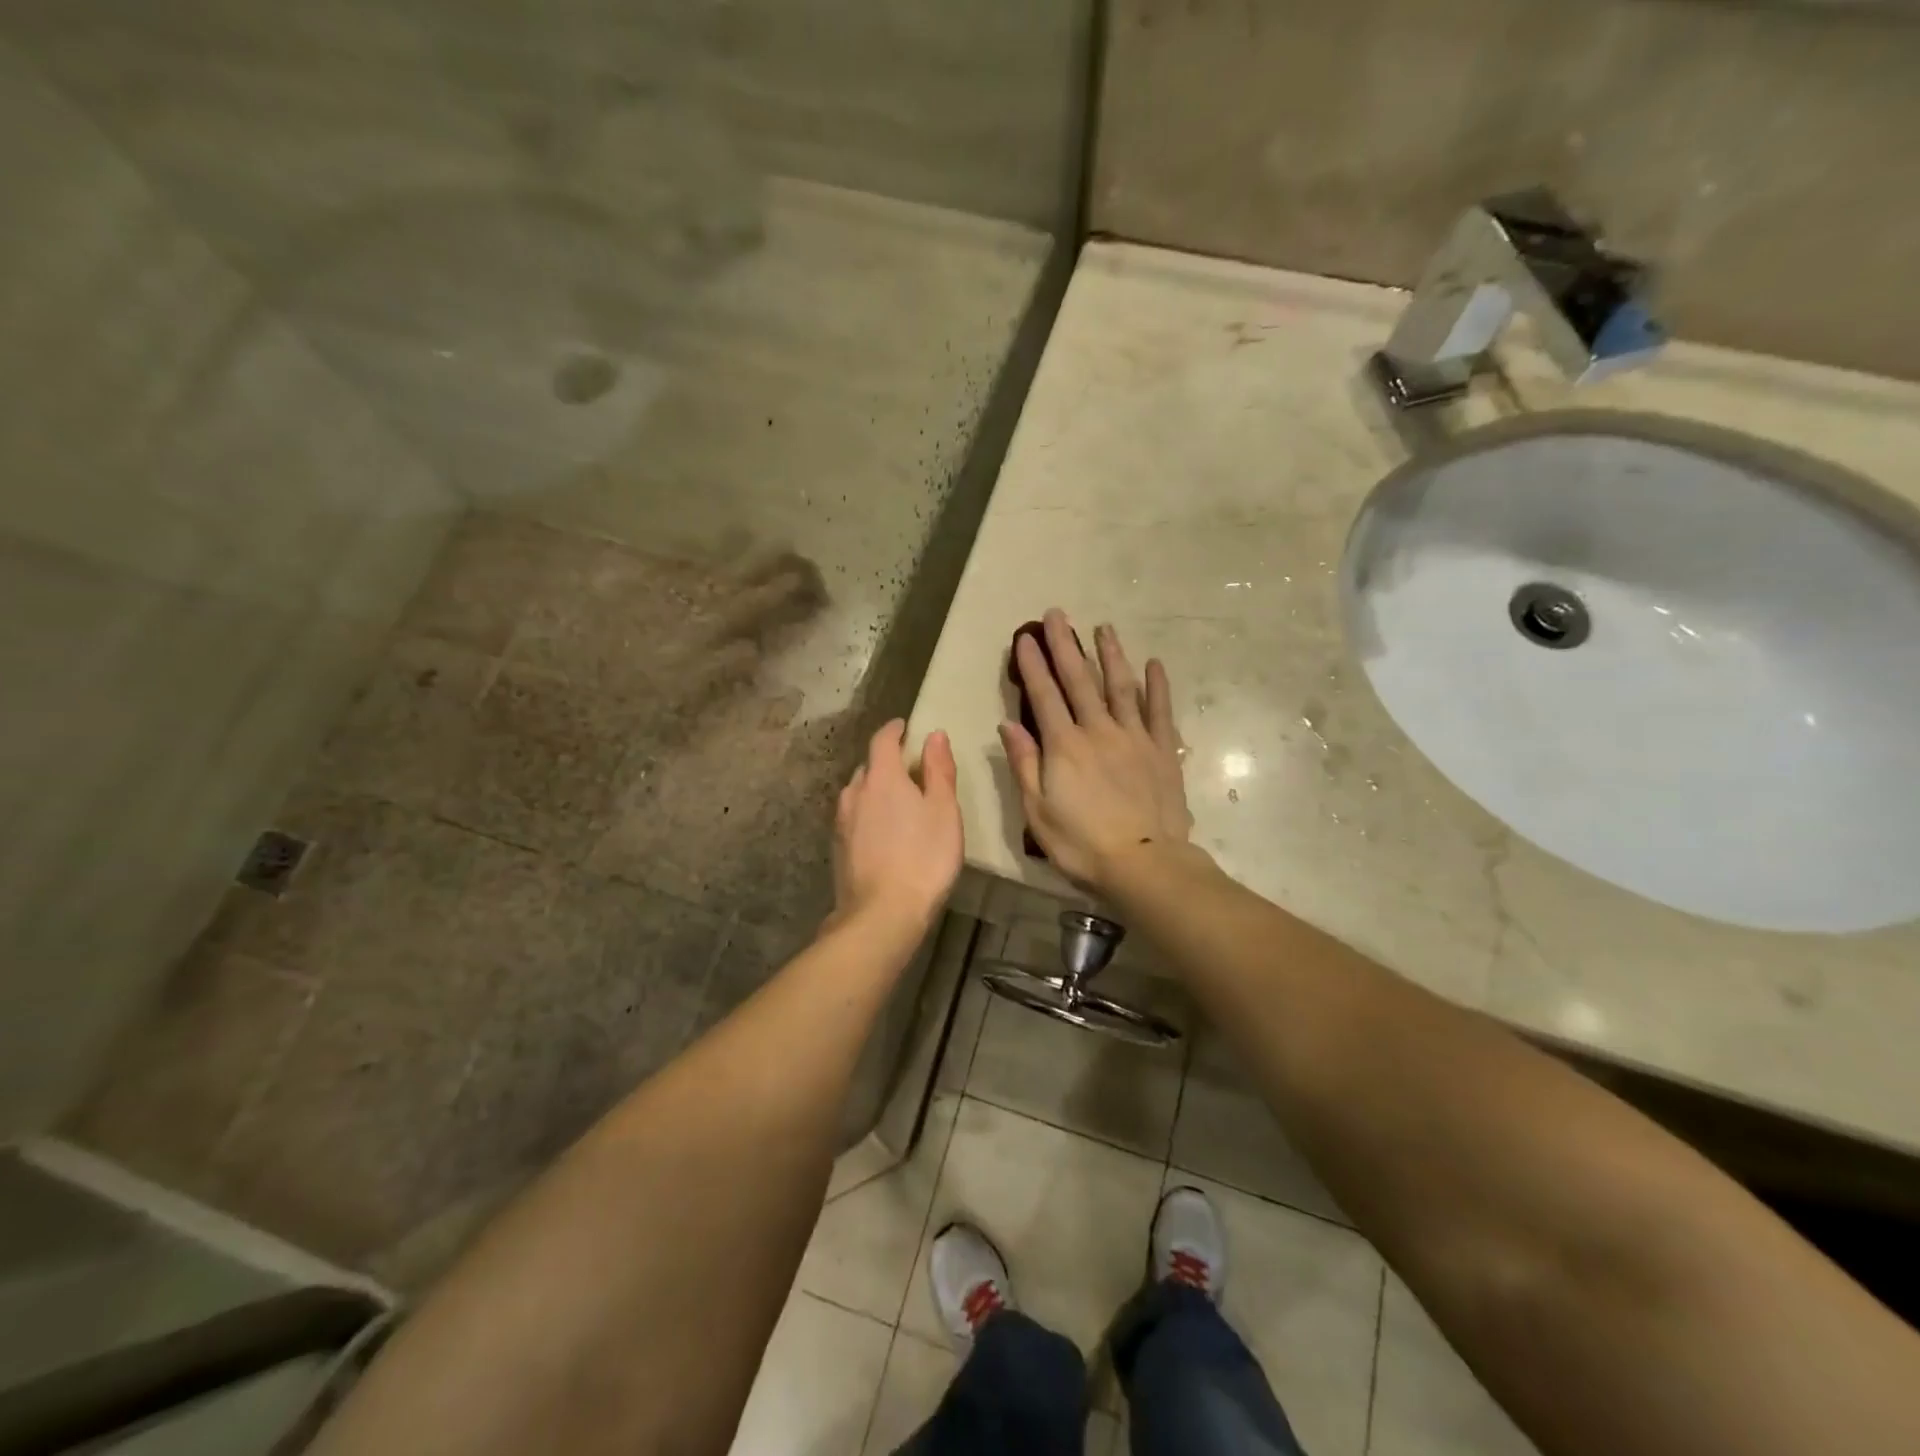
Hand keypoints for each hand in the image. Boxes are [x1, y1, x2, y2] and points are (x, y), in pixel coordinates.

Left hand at [832, 720, 963, 935]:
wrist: (881, 914)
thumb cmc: (923, 857)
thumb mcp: (944, 811)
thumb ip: (939, 770)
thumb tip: (933, 735)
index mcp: (881, 777)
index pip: (882, 740)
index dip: (894, 730)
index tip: (905, 727)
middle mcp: (854, 792)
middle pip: (869, 766)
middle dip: (887, 762)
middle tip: (911, 770)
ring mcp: (841, 821)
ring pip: (858, 793)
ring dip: (876, 789)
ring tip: (898, 802)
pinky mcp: (838, 848)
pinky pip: (854, 817)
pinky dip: (869, 813)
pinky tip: (884, 832)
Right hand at [999, 609, 1191, 889]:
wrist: (1144, 862)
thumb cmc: (1081, 843)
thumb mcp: (1037, 811)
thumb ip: (1024, 764)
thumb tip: (1007, 724)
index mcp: (1064, 746)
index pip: (1044, 696)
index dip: (1033, 665)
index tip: (1024, 638)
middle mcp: (1098, 730)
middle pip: (1080, 680)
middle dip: (1066, 645)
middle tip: (1057, 614)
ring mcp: (1135, 737)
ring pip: (1121, 686)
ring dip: (1111, 655)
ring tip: (1104, 628)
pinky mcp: (1163, 750)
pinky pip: (1160, 711)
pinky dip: (1157, 686)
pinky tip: (1154, 664)